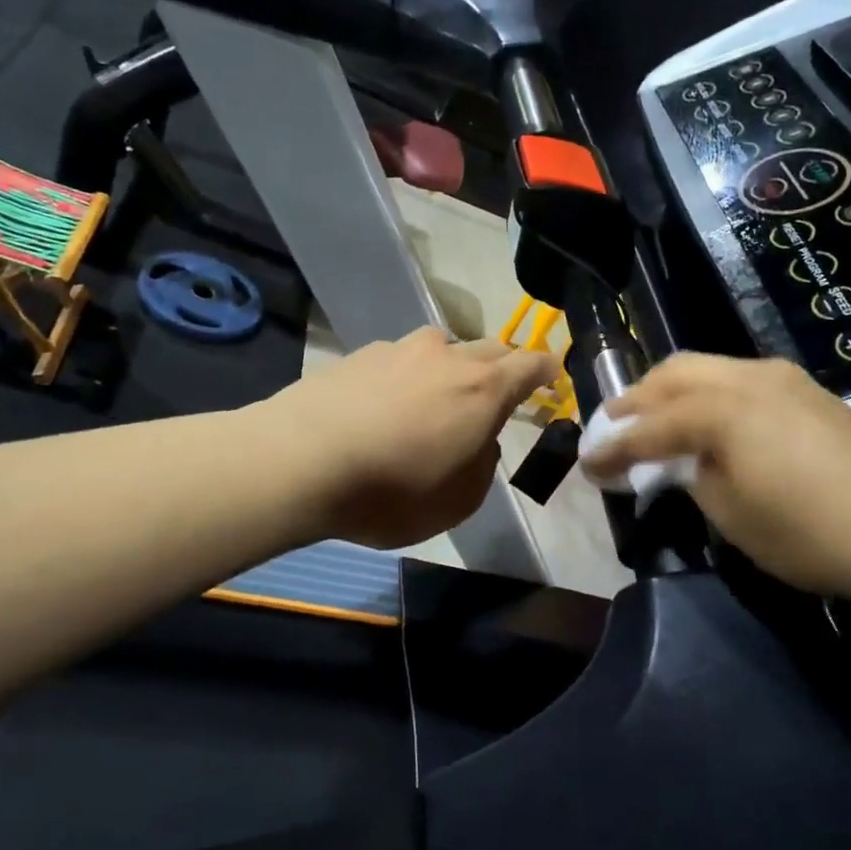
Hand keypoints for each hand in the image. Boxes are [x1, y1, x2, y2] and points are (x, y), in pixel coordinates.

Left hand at [254, 327, 560, 549]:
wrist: (298, 462)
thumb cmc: (391, 491)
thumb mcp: (458, 501)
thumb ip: (482, 465)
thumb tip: (479, 442)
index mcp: (483, 389)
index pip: (531, 364)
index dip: (547, 370)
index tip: (552, 377)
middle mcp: (446, 356)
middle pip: (490, 349)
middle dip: (502, 367)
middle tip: (497, 395)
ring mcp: (399, 349)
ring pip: (441, 348)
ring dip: (451, 367)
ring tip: (436, 398)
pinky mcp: (358, 354)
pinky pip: (400, 359)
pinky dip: (408, 376)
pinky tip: (385, 405)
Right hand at [580, 353, 850, 607]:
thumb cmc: (816, 533)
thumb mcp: (734, 517)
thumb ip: (693, 478)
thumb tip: (680, 462)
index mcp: (721, 410)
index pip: (648, 426)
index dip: (612, 448)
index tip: (585, 465)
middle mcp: (747, 377)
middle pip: (672, 373)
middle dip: (634, 400)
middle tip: (611, 431)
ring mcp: (782, 378)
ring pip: (705, 368)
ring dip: (669, 392)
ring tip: (651, 423)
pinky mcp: (807, 391)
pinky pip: (736, 379)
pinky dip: (705, 395)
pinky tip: (704, 424)